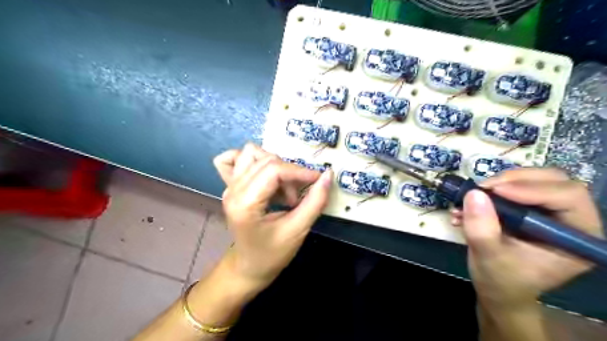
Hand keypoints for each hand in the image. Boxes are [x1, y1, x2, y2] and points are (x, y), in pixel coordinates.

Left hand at [213, 144, 333, 285]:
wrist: (249, 266)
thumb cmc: (272, 254)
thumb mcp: (297, 231)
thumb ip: (315, 202)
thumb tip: (328, 175)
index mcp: (245, 204)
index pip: (273, 170)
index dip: (299, 171)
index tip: (318, 179)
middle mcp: (233, 189)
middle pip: (266, 160)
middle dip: (289, 174)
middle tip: (297, 197)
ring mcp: (229, 186)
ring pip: (252, 153)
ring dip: (274, 166)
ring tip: (282, 189)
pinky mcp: (231, 185)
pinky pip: (234, 159)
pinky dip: (252, 160)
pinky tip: (264, 176)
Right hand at [450, 169, 600, 309]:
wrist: (497, 288)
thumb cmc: (501, 280)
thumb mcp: (489, 257)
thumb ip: (482, 229)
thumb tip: (474, 193)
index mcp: (577, 237)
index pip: (568, 197)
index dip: (531, 189)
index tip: (494, 191)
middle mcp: (570, 219)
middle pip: (553, 180)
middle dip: (514, 180)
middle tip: (482, 189)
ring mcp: (550, 211)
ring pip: (532, 179)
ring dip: (499, 183)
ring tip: (473, 196)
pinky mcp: (529, 207)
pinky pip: (514, 186)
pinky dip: (491, 189)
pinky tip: (470, 203)